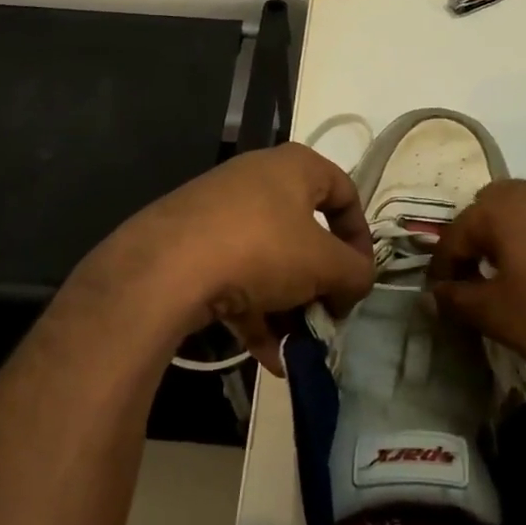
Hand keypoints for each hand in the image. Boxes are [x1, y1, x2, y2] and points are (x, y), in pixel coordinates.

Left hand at [70, 143, 373, 372]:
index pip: (344, 192)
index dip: (360, 237)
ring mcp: (219, 212)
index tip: (359, 277)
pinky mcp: (191, 244)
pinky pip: (236, 277)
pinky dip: (256, 313)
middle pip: (305, 234)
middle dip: (320, 284)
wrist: (166, 268)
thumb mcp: (324, 264)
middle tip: (327, 317)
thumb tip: (356, 283)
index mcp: (294, 167)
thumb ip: (355, 273)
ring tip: (298, 348)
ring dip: (289, 307)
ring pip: (269, 261)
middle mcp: (257, 180)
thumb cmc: (262, 249)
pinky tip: (269, 357)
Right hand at [430, 180, 525, 407]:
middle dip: (477, 241)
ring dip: (513, 239)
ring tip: (515, 279)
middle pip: (493, 209)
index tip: (440, 294)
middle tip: (475, 279)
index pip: (457, 232)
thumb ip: (457, 299)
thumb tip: (434, 293)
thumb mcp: (498, 316)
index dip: (442, 265)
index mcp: (505, 207)